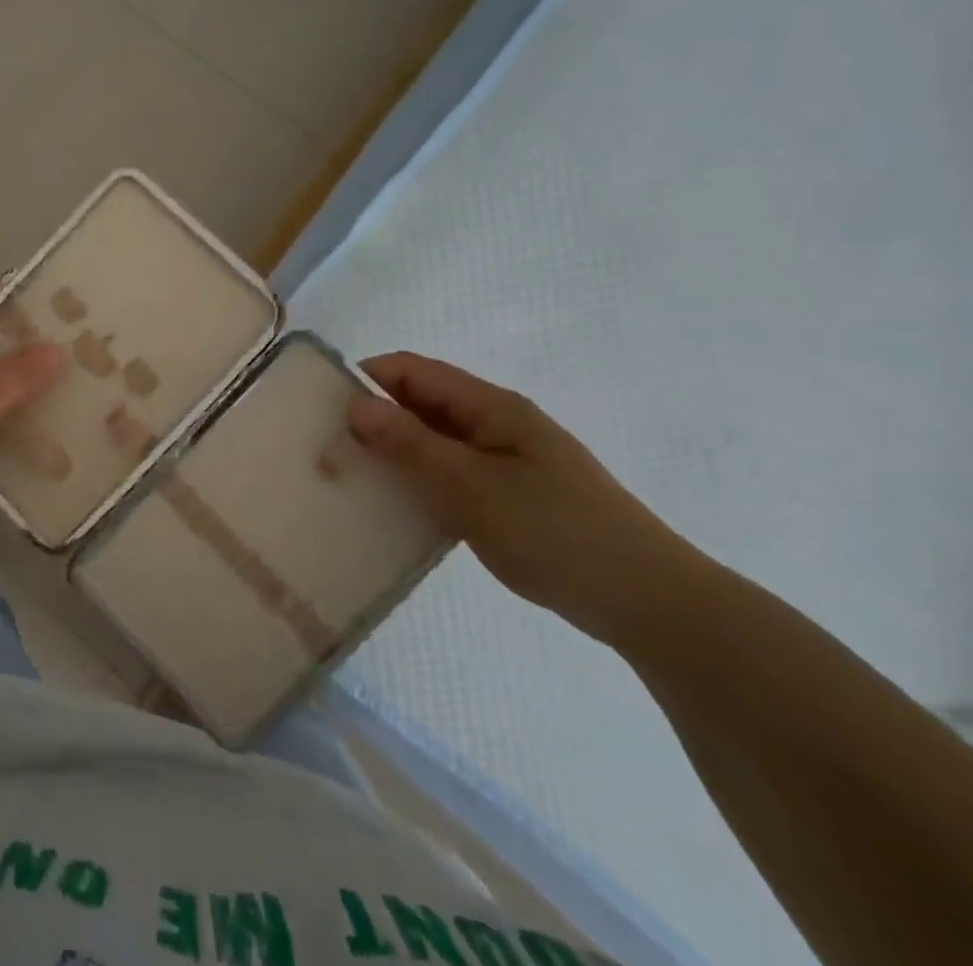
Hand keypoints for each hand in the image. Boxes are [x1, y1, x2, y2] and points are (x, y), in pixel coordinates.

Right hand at [348, 352, 704, 647]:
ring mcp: (505, 460)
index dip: (367, 378)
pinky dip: (420, 482)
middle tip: (331, 451)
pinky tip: (399, 509)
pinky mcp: (510, 496)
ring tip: (354, 479)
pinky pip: (450, 475)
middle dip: (374, 418)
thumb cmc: (555, 532)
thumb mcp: (470, 486)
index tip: (325, 409)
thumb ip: (409, 443)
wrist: (647, 602)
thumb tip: (356, 404)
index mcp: (491, 406)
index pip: (413, 370)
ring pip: (433, 441)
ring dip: (395, 453)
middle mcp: (496, 423)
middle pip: (420, 403)